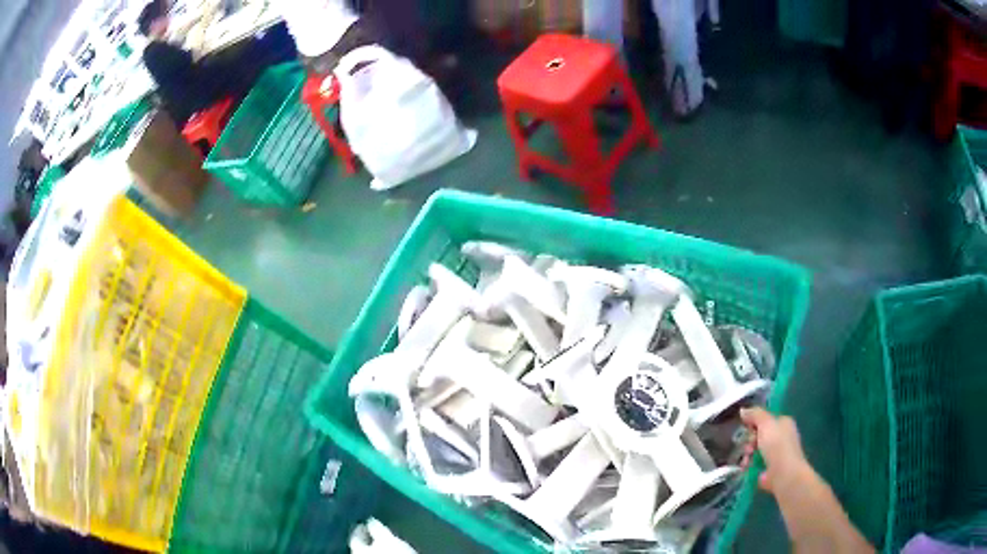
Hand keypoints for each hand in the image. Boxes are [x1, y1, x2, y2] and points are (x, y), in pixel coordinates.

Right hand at [740, 407, 812, 493]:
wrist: (783, 473)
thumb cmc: (777, 445)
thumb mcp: (765, 423)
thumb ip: (755, 415)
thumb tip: (743, 410)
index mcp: (784, 423)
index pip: (766, 419)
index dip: (754, 422)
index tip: (746, 428)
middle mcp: (782, 436)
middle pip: (760, 435)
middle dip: (749, 441)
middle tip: (748, 447)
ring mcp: (777, 454)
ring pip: (756, 450)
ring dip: (747, 454)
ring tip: (746, 460)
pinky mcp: (770, 469)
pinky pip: (756, 463)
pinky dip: (749, 465)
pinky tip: (746, 468)